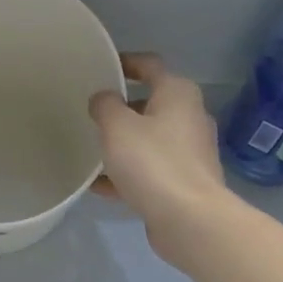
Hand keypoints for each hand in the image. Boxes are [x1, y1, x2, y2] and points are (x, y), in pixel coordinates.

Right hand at [89, 53, 234, 266]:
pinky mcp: (185, 181)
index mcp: (178, 94)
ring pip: (150, 139)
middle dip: (122, 109)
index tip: (102, 67)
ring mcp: (190, 152)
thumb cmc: (152, 162)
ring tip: (92, 150)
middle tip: (92, 114)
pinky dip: (128, 173)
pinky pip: (151, 169)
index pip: (150, 65)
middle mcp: (189, 117)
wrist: (189, 219)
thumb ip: (105, 105)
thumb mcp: (117, 126)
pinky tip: (100, 186)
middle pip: (151, 103)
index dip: (125, 62)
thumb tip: (104, 98)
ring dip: (123, 144)